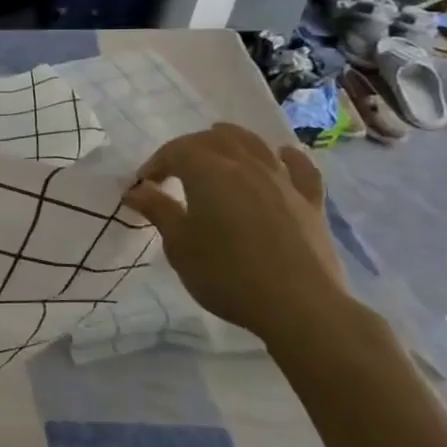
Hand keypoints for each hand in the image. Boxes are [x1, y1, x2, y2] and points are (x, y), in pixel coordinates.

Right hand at [121, 123, 350, 350]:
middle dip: (190, 148)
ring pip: (254, 143)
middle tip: (175, 170)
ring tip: (218, 150)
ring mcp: (282, 180)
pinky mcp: (311, 202)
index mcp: (208, 172)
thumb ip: (158, 210)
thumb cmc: (226, 274)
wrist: (298, 306)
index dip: (156, 163)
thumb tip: (136, 189)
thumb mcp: (179, 245)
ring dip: (231, 141)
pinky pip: (300, 168)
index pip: (176, 150)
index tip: (144, 185)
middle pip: (215, 139)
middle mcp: (246, 165)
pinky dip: (287, 157)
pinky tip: (281, 156)